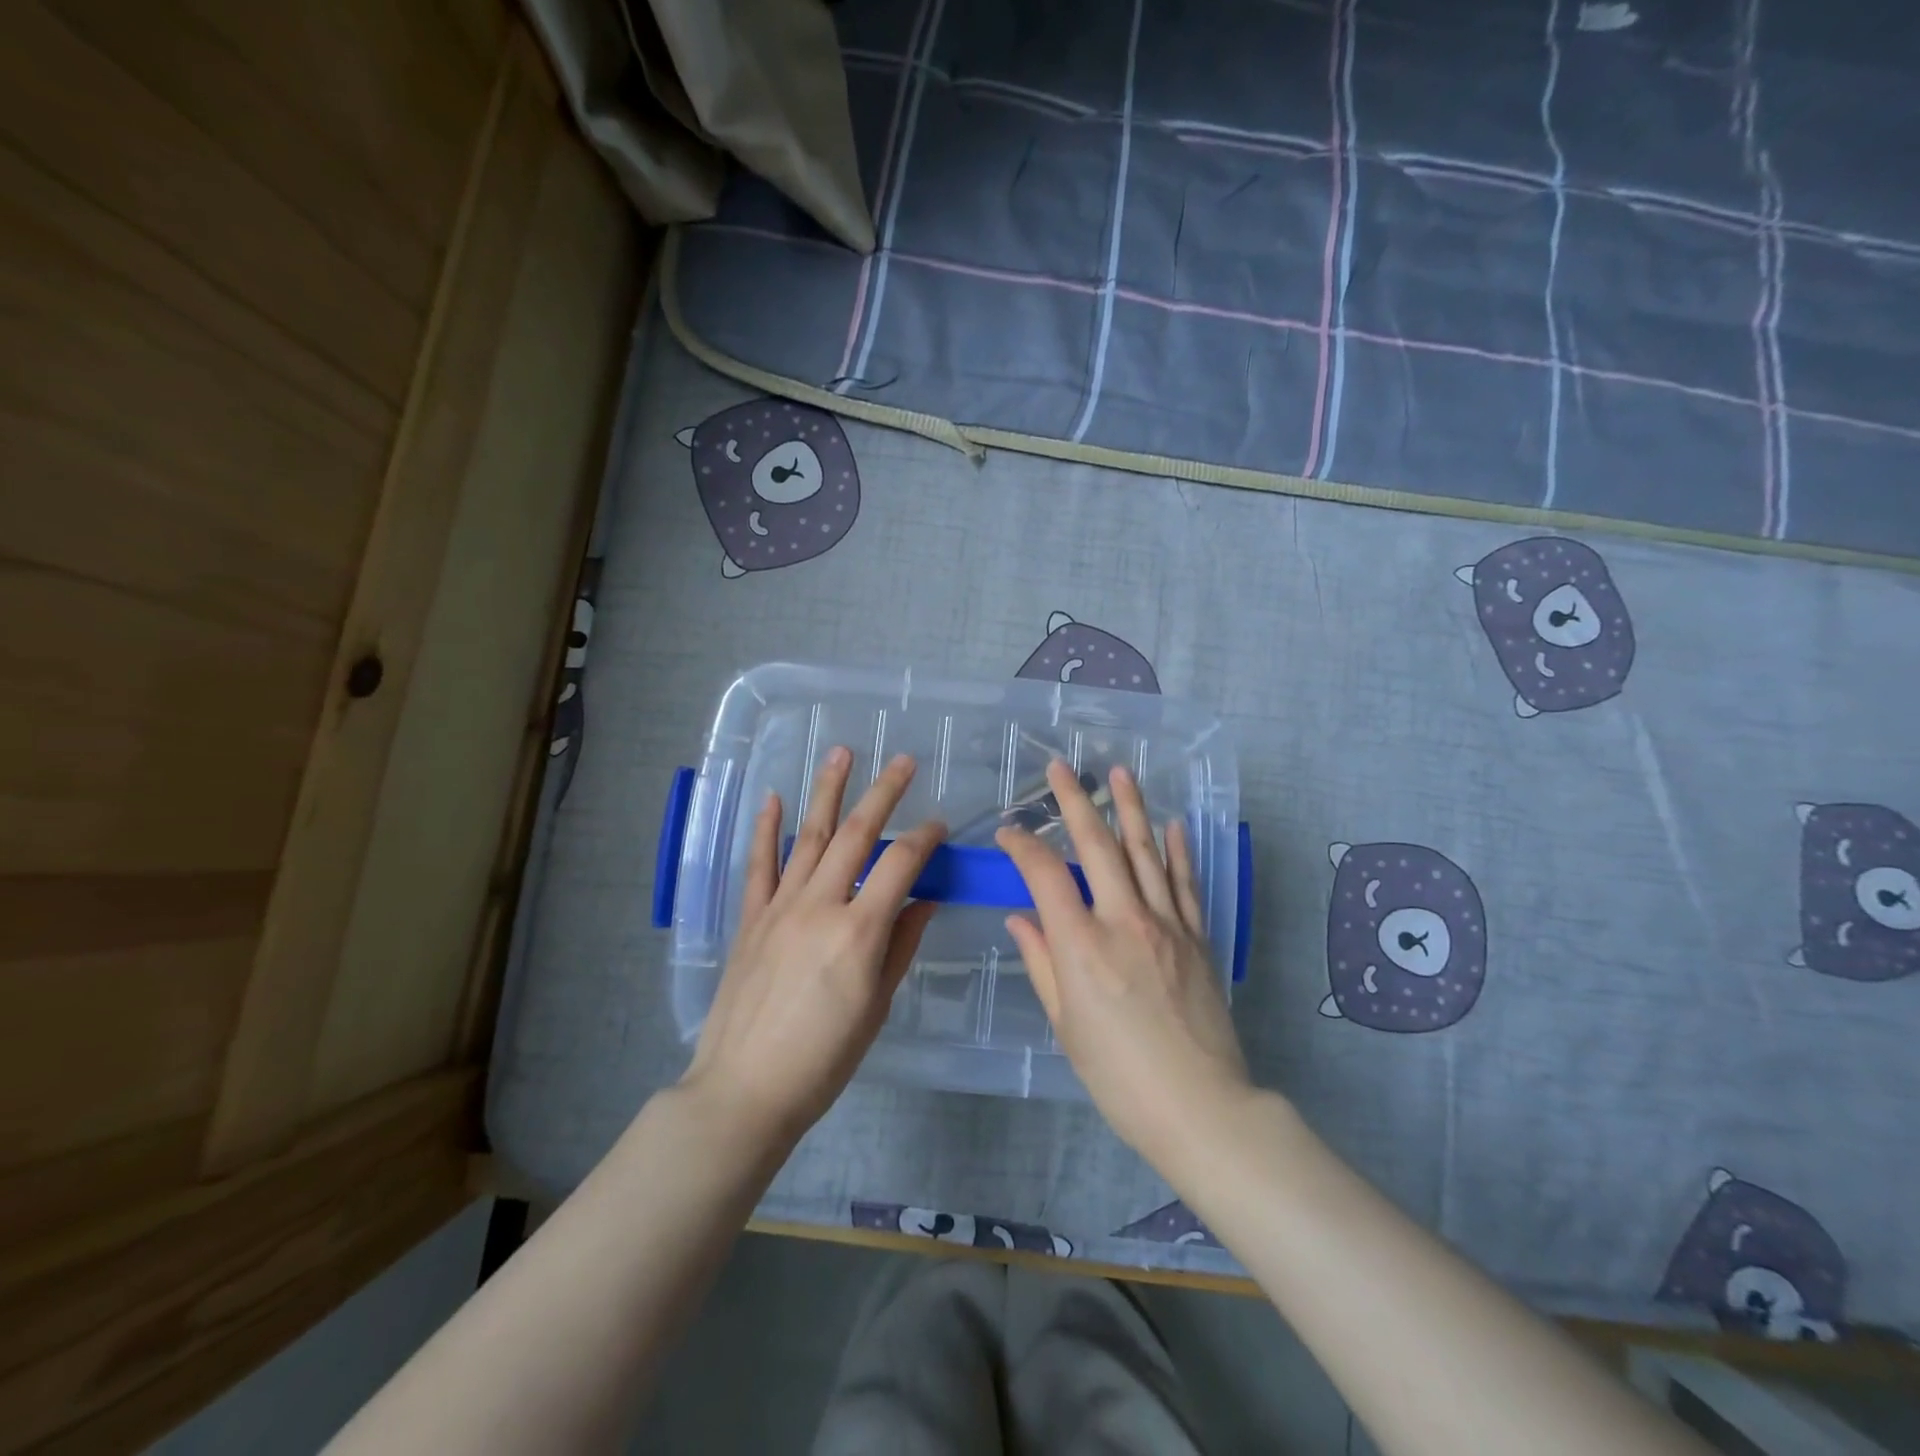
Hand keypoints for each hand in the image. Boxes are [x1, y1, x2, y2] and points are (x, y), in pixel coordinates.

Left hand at [680, 748, 944, 1145]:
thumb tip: (923, 901)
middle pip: (857, 836)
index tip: (939, 824)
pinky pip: (760, 864)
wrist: (745, 1089)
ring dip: (828, 791)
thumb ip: (900, 946)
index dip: (924, 838)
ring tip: (842, 753)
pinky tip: (773, 798)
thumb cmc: (823, 1060)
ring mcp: (780, 907)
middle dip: (883, 793)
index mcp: (859, 932)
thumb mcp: (876, 1007)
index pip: (901, 865)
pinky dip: (766, 829)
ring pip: (810, 836)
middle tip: (903, 761)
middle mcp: (820, 906)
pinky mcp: (751, 918)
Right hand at [997, 759, 1249, 1162]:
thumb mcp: (1066, 1025)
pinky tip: (1171, 825)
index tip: (1008, 833)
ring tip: (1120, 773)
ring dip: (1131, 808)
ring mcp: (1167, 924)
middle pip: (1097, 845)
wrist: (1201, 1107)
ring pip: (1145, 851)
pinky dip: (1177, 850)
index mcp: (1082, 944)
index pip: (1045, 874)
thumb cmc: (1119, 1075)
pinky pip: (1184, 883)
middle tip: (1060, 768)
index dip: (1022, 846)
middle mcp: (1124, 920)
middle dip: (1076, 801)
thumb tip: (1021, 918)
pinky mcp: (1197, 937)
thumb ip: (1042, 963)